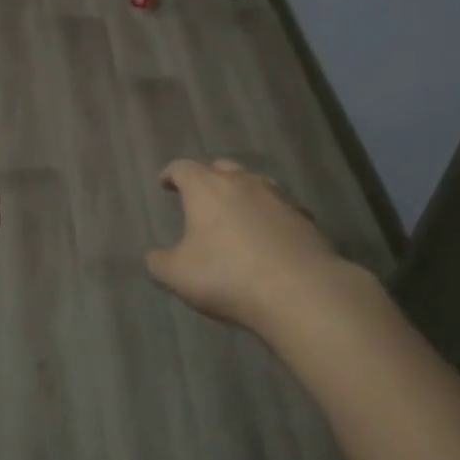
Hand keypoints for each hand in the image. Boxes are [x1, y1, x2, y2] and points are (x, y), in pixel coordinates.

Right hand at [145, 159, 361, 335]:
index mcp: (206, 188)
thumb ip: (159, 263)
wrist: (301, 291)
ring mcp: (278, 197)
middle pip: (221, 168)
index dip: (171, 174)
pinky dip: (269, 215)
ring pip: (255, 183)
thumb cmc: (228, 276)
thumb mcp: (178, 276)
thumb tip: (154, 256)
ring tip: (236, 213)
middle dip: (208, 178)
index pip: (182, 168)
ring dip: (242, 194)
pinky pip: (280, 208)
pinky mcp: (305, 218)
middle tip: (200, 197)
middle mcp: (242, 182)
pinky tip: (269, 235)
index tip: (165, 182)